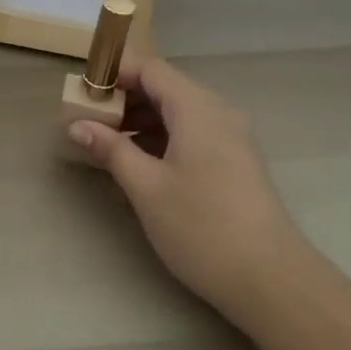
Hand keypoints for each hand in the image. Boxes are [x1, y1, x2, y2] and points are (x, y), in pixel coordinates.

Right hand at [67, 58, 301, 324]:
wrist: (272, 281)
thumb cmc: (202, 226)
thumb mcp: (146, 188)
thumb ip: (111, 149)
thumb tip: (77, 125)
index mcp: (195, 107)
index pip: (150, 68)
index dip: (114, 73)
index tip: (84, 92)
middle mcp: (217, 111)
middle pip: (164, 87)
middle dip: (124, 99)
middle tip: (89, 120)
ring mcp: (231, 137)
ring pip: (178, 112)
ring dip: (141, 120)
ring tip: (108, 145)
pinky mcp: (236, 161)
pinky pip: (192, 132)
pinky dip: (163, 138)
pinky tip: (141, 165)